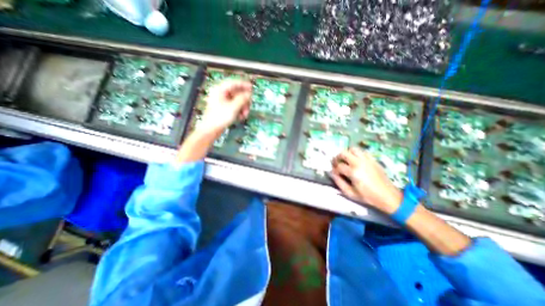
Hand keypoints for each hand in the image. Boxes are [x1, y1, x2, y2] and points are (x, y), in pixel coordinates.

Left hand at [200, 79, 251, 133]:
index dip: (243, 85)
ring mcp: (222, 102)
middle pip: (237, 93)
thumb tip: (249, 94)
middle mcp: (221, 94)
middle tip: (249, 106)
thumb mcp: (233, 107)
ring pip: (237, 101)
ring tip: (244, 114)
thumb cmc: (220, 118)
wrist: (211, 130)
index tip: (251, 87)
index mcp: (220, 90)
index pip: (233, 83)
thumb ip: (242, 99)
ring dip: (243, 107)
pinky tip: (240, 117)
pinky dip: (239, 111)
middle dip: (244, 101)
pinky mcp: (224, 109)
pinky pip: (235, 106)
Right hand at [330, 145, 400, 213]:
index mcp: (353, 172)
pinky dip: (356, 154)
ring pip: (353, 149)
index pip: (338, 166)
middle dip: (337, 158)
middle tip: (336, 163)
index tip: (334, 174)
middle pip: (343, 153)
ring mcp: (367, 160)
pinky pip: (362, 152)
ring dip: (347, 153)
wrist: (388, 196)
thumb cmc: (368, 196)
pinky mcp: (373, 160)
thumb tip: (332, 174)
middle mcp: (359, 163)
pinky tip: (356, 160)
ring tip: (346, 160)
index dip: (334, 169)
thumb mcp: (350, 193)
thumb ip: (339, 183)